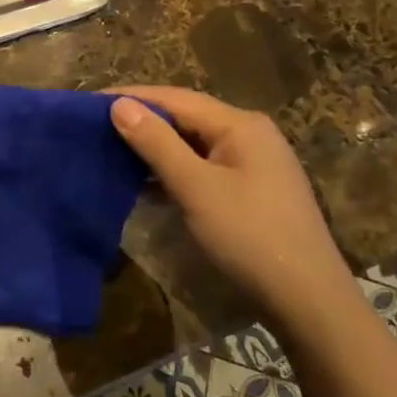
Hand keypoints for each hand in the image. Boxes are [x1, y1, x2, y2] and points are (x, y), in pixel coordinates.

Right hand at [107, 86, 353, 311]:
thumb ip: (156, 143)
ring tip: (110, 152)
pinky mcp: (250, 192)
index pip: (175, 98)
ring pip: (193, 145)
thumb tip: (119, 105)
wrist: (308, 300)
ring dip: (154, 149)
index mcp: (240, 125)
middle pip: (185, 118)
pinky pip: (202, 169)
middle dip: (141, 121)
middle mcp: (249, 135)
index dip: (131, 97)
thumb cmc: (249, 236)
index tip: (88, 102)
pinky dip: (173, 173)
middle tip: (94, 127)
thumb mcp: (196, 188)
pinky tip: (144, 185)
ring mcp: (252, 165)